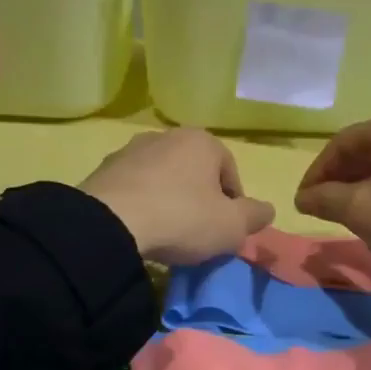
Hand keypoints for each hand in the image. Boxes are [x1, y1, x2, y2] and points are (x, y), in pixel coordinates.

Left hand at [80, 128, 274, 265]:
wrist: (110, 224)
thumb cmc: (182, 218)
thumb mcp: (232, 226)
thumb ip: (254, 216)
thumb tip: (267, 210)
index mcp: (202, 141)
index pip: (230, 172)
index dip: (233, 204)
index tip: (226, 230)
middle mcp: (166, 136)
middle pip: (195, 172)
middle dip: (200, 199)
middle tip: (199, 232)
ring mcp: (131, 150)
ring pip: (163, 178)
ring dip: (169, 200)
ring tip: (167, 233)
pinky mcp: (103, 170)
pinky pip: (134, 188)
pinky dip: (141, 205)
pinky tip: (140, 229)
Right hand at [295, 110, 370, 293]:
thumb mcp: (359, 212)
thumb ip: (324, 199)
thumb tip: (303, 197)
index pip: (343, 143)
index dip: (317, 172)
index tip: (303, 201)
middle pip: (370, 149)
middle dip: (343, 178)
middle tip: (325, 207)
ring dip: (368, 184)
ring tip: (354, 213)